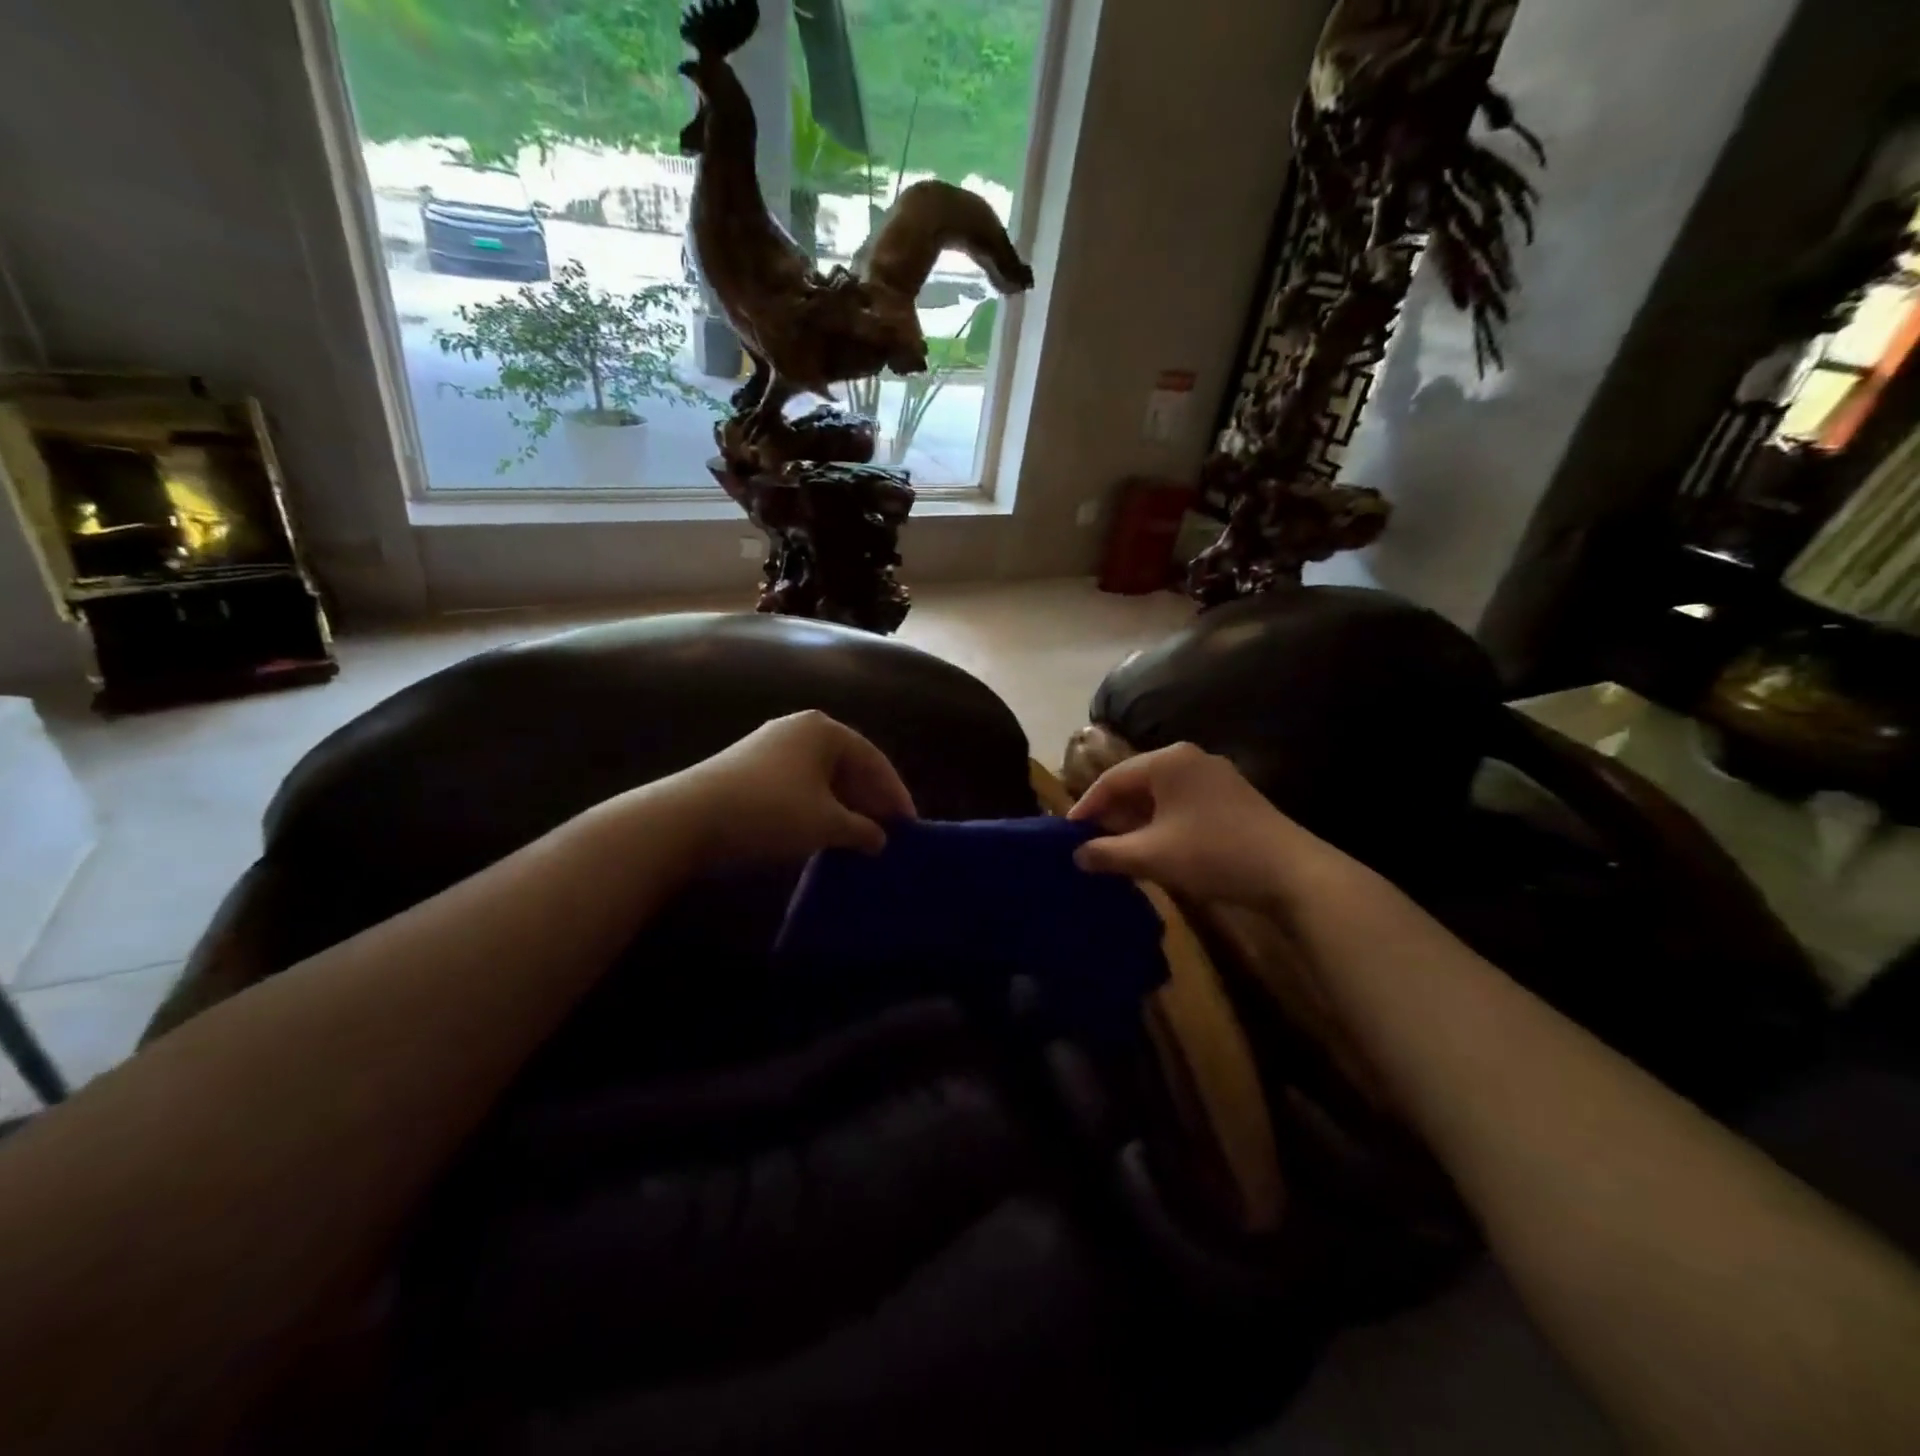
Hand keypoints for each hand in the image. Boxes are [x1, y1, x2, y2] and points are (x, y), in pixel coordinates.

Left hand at [660, 711, 916, 866]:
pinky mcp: (748, 769)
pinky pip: (799, 785)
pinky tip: (822, 833)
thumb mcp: (826, 824)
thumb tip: (881, 839)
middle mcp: (798, 729)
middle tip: (888, 832)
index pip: (873, 759)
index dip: (895, 793)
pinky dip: (817, 807)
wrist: (687, 819)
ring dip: (844, 806)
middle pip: (848, 765)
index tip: (910, 825)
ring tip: (859, 836)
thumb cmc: (770, 812)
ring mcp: (770, 747)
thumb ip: (862, 830)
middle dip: (869, 799)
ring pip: (822, 777)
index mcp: (824, 730)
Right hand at [1068, 742, 1346, 906]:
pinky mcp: (1233, 797)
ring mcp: (1215, 777)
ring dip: (1137, 822)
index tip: (1067, 834)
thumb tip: (1077, 855)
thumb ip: (1107, 853)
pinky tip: (1156, 848)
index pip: (1112, 779)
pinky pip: (1183, 804)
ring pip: (1160, 795)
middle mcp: (1190, 758)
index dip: (1086, 807)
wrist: (1291, 873)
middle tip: (1090, 843)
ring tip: (1118, 849)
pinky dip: (1162, 823)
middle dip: (1112, 814)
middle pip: (1136, 783)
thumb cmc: (1212, 854)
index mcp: (1167, 761)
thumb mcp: (1151, 856)